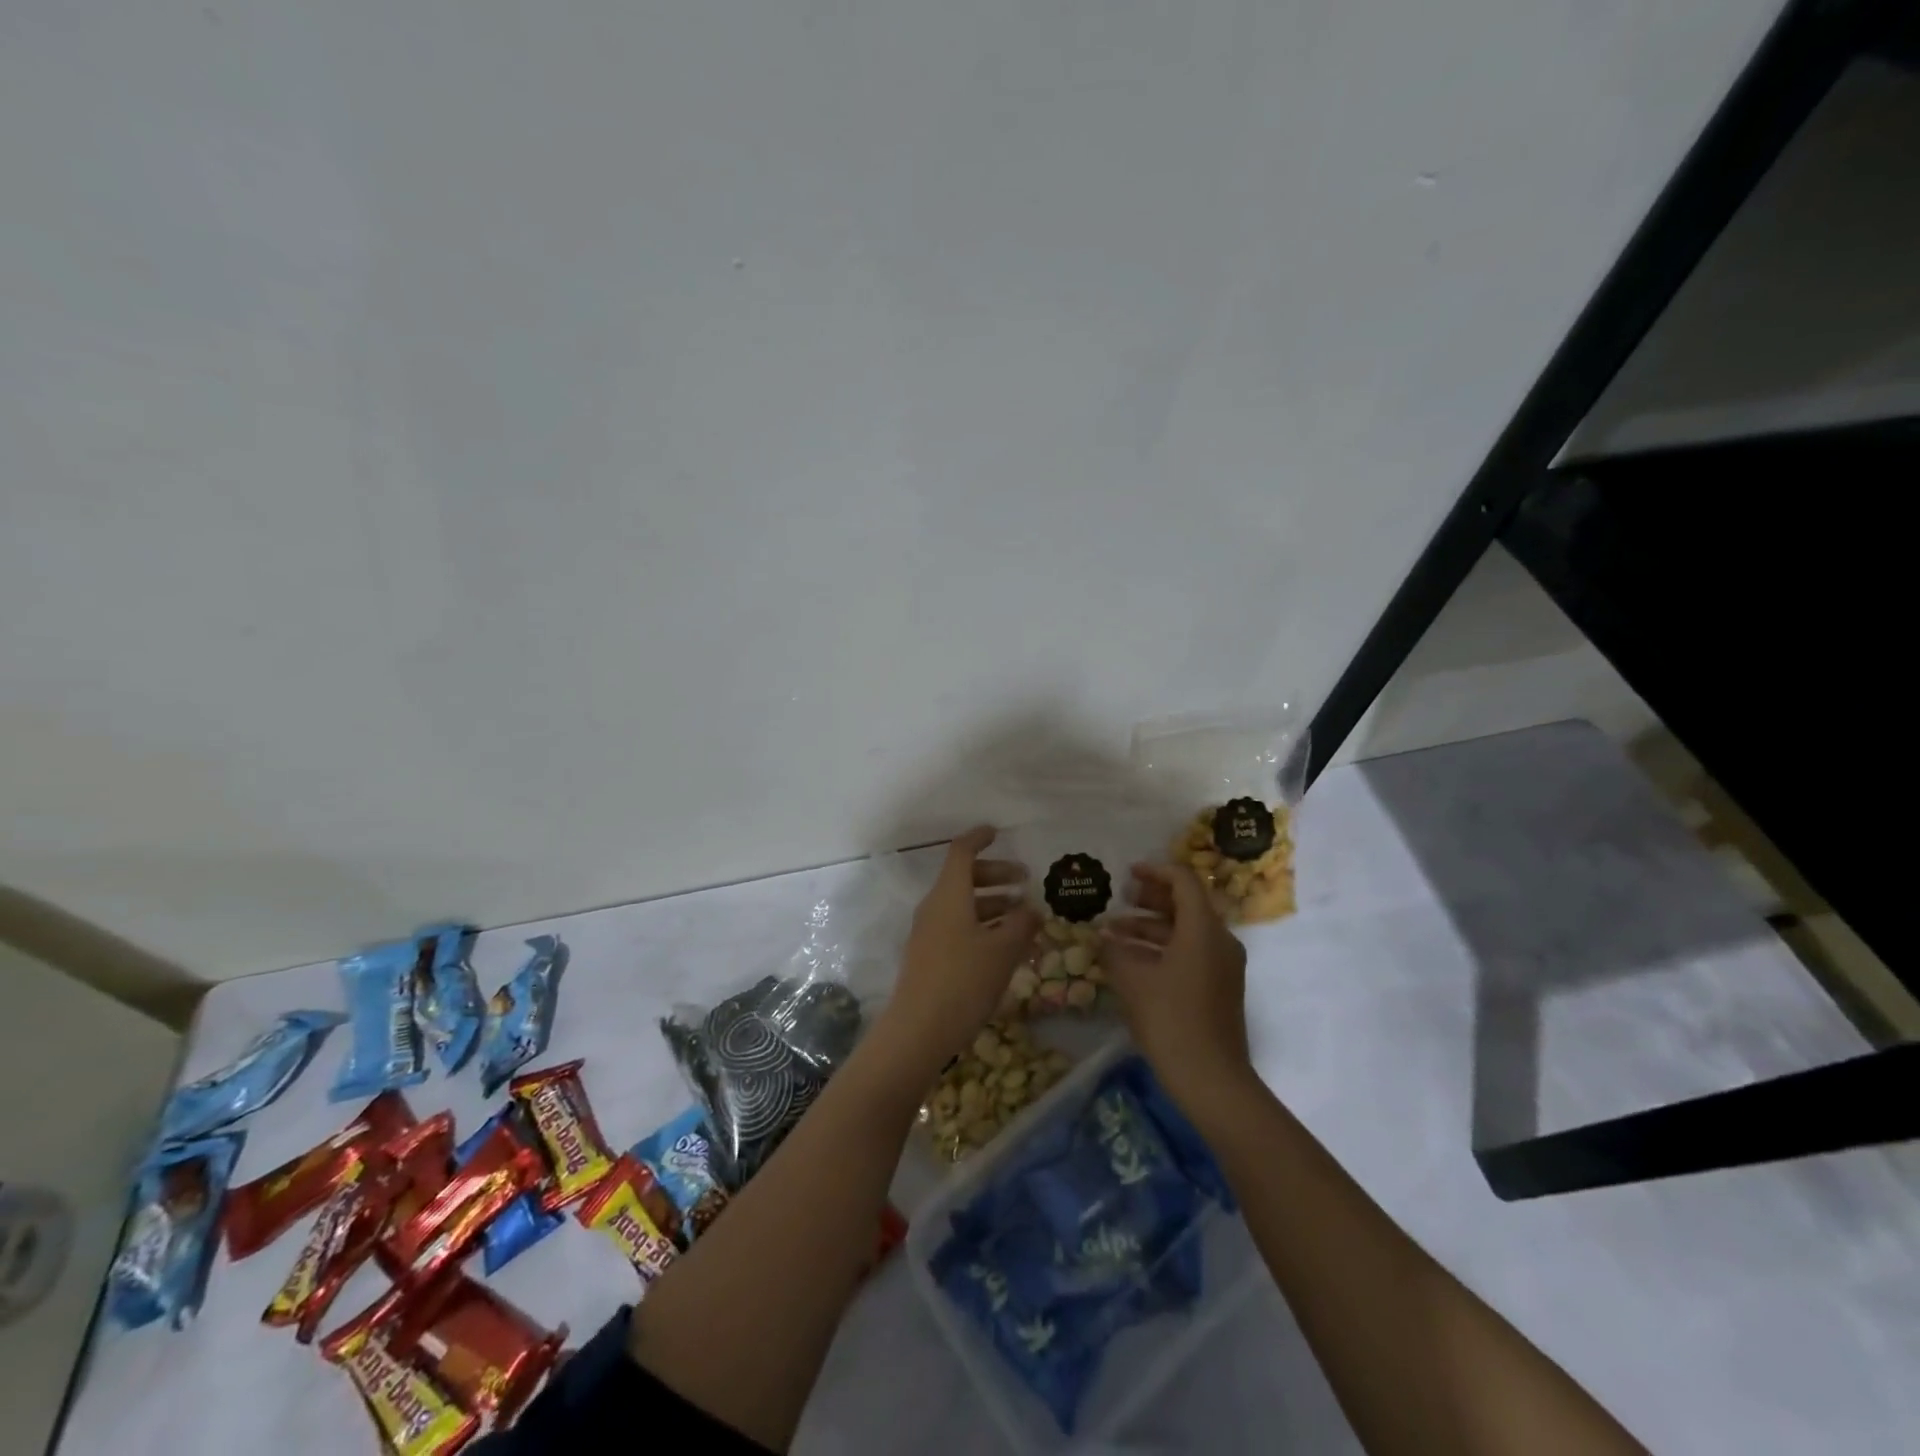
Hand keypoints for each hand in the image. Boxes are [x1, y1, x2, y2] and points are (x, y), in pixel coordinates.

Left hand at [874, 826, 1041, 1078]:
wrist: (918, 1030)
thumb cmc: (964, 980)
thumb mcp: (1003, 950)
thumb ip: (1023, 924)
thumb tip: (1034, 909)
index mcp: (949, 895)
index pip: (961, 852)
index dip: (979, 838)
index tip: (997, 832)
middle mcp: (935, 907)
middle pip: (964, 877)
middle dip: (996, 875)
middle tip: (1025, 881)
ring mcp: (928, 932)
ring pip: (962, 904)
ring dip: (992, 903)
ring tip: (1022, 917)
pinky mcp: (929, 956)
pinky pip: (957, 927)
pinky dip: (982, 925)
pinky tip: (1004, 946)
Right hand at [1099, 862, 1252, 1112]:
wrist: (1212, 1079)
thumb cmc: (1171, 1020)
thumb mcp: (1133, 981)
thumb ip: (1115, 950)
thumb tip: (1102, 935)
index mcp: (1203, 929)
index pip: (1183, 881)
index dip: (1154, 871)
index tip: (1127, 874)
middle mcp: (1219, 940)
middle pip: (1186, 904)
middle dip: (1150, 899)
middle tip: (1120, 900)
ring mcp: (1222, 965)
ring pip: (1185, 930)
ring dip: (1151, 927)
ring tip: (1114, 933)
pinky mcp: (1218, 987)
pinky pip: (1190, 952)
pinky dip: (1162, 948)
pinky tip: (1131, 960)